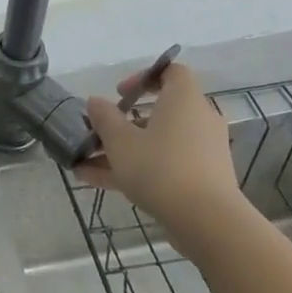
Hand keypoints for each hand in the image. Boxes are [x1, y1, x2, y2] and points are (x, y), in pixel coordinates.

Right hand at [74, 63, 242, 241]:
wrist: (206, 220)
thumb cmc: (160, 167)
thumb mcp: (120, 140)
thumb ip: (104, 118)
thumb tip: (95, 102)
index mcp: (183, 100)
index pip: (172, 72)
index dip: (144, 77)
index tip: (119, 94)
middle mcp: (198, 120)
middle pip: (159, 111)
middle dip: (123, 122)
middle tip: (99, 131)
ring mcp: (202, 151)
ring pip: (157, 141)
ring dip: (122, 149)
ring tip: (85, 162)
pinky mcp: (201, 178)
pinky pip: (163, 163)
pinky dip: (135, 168)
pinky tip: (94, 180)